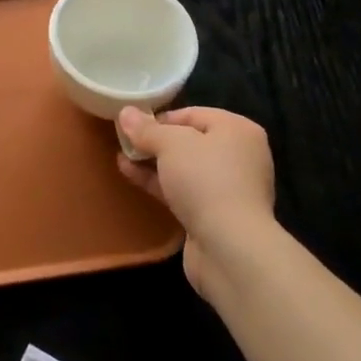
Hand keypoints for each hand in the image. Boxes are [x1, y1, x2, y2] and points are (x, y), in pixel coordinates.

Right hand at [116, 105, 275, 295]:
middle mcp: (239, 156)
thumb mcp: (170, 144)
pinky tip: (130, 175)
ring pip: (185, 168)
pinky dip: (160, 182)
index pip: (194, 114)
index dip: (161, 117)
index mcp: (238, 130)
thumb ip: (146, 128)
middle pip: (190, 141)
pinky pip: (184, 191)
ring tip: (122, 156)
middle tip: (125, 140)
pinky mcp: (216, 216)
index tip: (134, 124)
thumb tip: (125, 112)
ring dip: (154, 162)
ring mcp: (229, 189)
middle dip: (156, 141)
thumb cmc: (205, 180)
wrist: (230, 248)